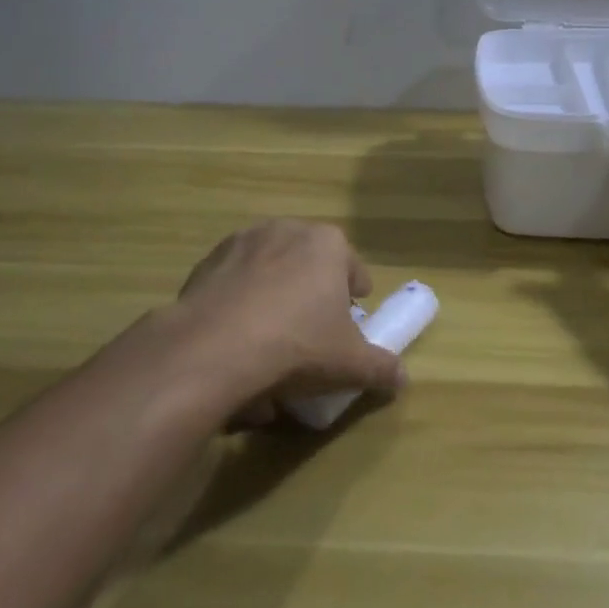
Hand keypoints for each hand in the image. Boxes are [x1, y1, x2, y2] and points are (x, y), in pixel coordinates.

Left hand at [172, 219, 405, 422]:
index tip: (349, 319)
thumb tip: (402, 377)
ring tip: (269, 341)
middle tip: (311, 330)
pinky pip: (233, 284)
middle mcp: (286, 230)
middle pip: (308, 263)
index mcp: (327, 243)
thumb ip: (381, 367)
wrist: (214, 348)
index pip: (352, 266)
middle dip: (312, 291)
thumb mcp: (350, 364)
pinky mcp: (207, 262)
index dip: (354, 294)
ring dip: (273, 296)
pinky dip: (238, 305)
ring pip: (269, 271)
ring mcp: (242, 242)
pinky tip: (235, 343)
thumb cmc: (297, 345)